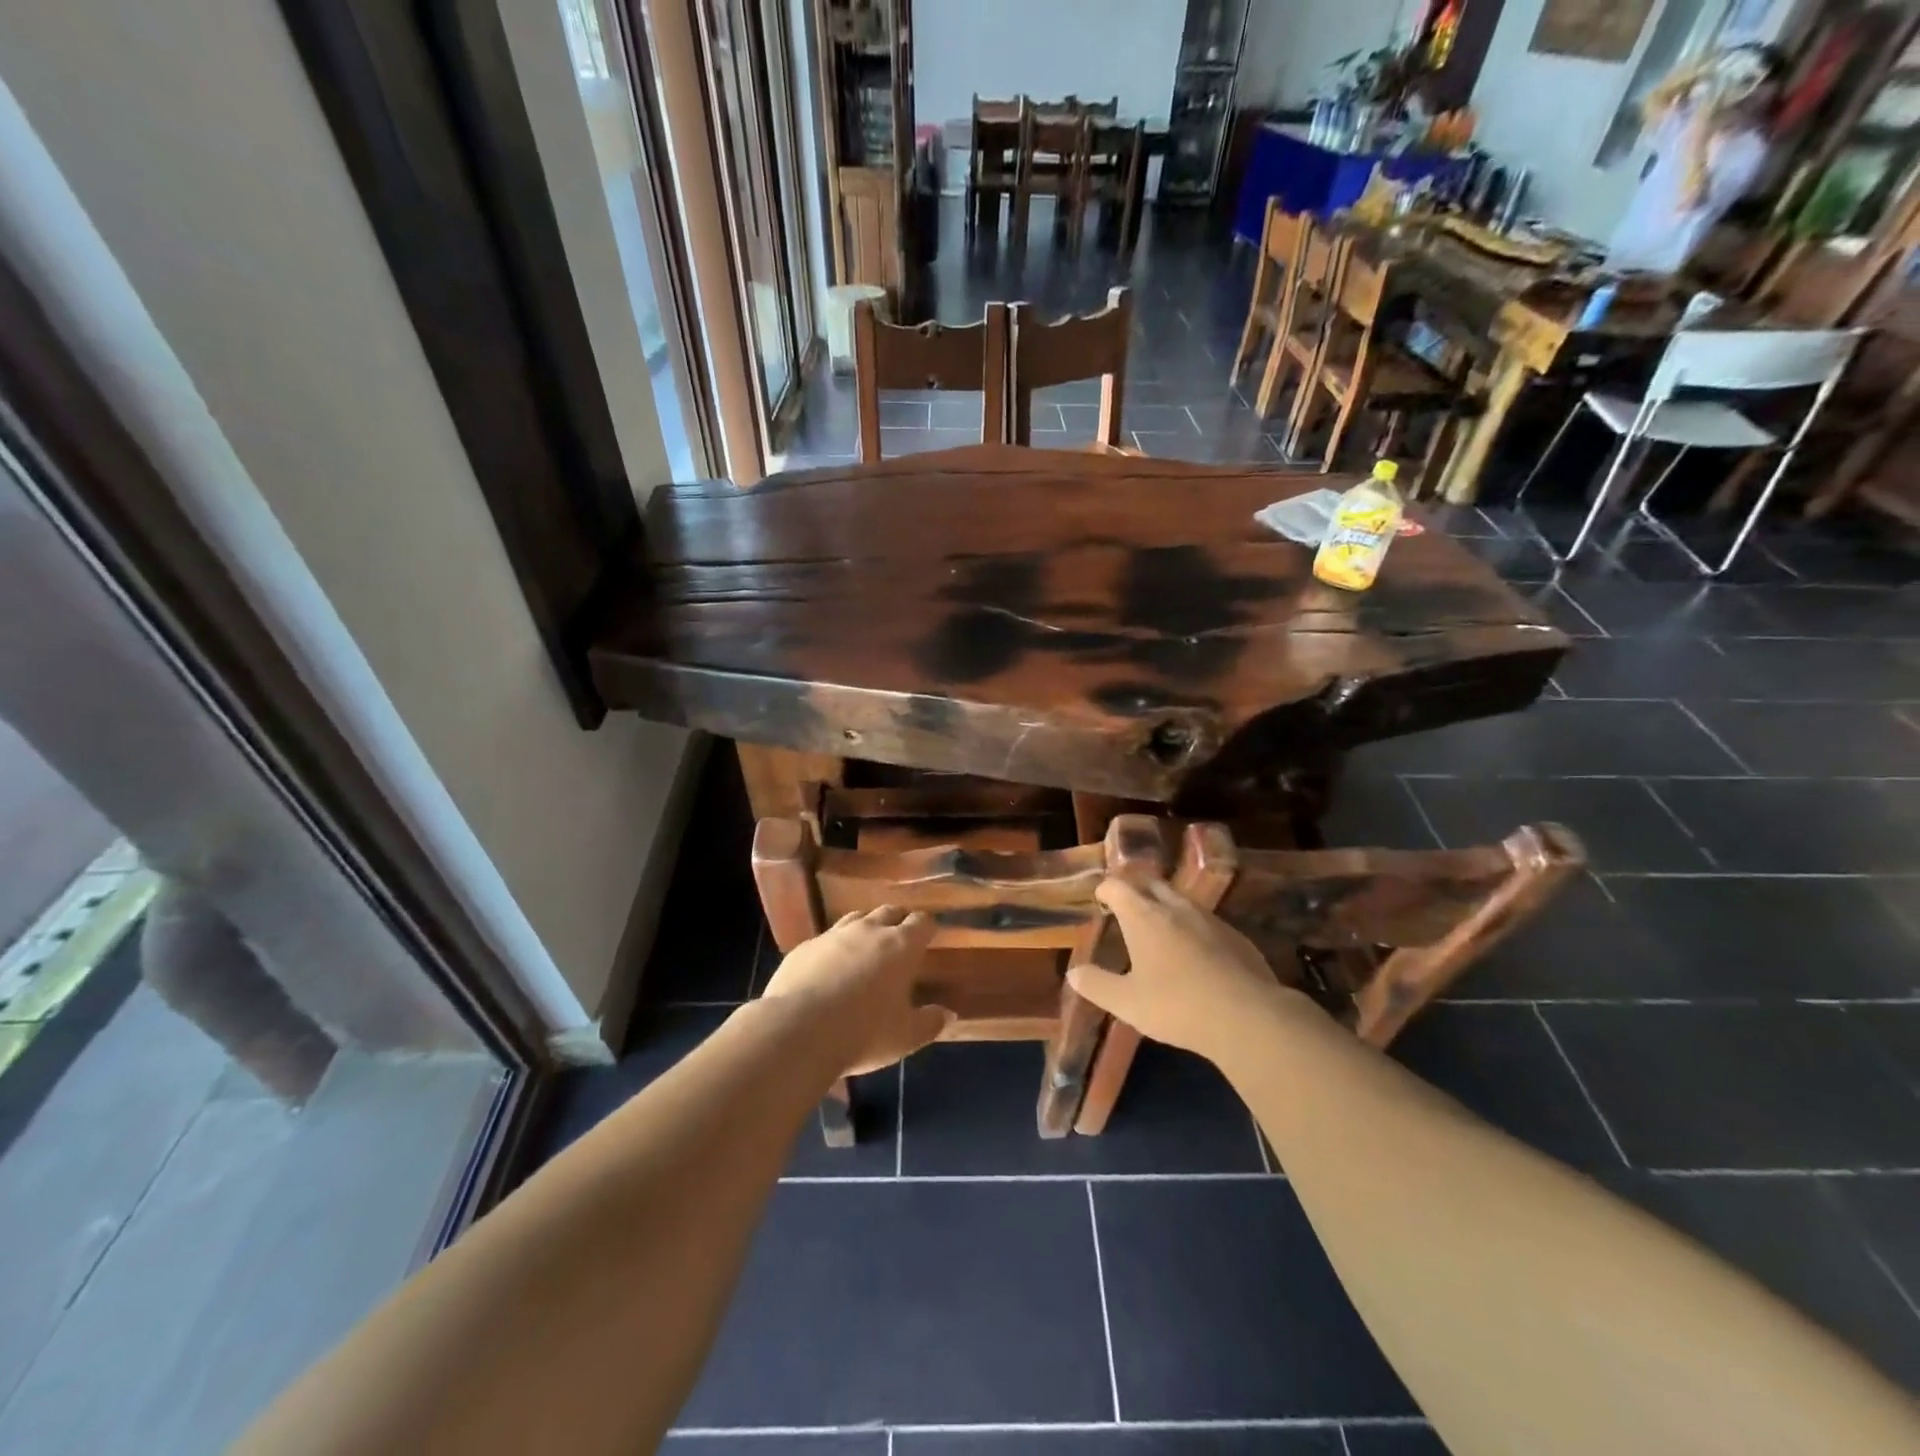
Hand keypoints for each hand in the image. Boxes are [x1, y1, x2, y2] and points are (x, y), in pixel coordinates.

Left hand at [760, 907, 950, 1074]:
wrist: (798, 1030)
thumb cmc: (863, 1033)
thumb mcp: (905, 1036)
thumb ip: (930, 1022)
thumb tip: (949, 1014)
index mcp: (900, 946)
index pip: (921, 922)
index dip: (926, 928)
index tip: (929, 937)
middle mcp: (869, 930)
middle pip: (889, 911)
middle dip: (897, 921)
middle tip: (900, 939)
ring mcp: (833, 935)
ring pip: (855, 918)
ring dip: (865, 928)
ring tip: (866, 947)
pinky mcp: (804, 947)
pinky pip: (825, 939)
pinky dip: (833, 948)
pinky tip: (829, 967)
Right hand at [1066, 876, 1304, 1061]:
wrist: (1247, 1017)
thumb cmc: (1177, 1006)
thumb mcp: (1127, 1003)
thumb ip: (1097, 985)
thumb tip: (1073, 973)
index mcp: (1143, 916)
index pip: (1118, 886)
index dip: (1105, 889)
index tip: (1100, 898)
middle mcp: (1175, 907)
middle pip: (1150, 883)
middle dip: (1134, 888)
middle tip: (1124, 903)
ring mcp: (1209, 918)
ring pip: (1180, 899)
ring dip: (1163, 904)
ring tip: (1156, 924)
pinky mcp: (1235, 935)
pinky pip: (1204, 919)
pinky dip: (1190, 925)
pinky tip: (1192, 950)